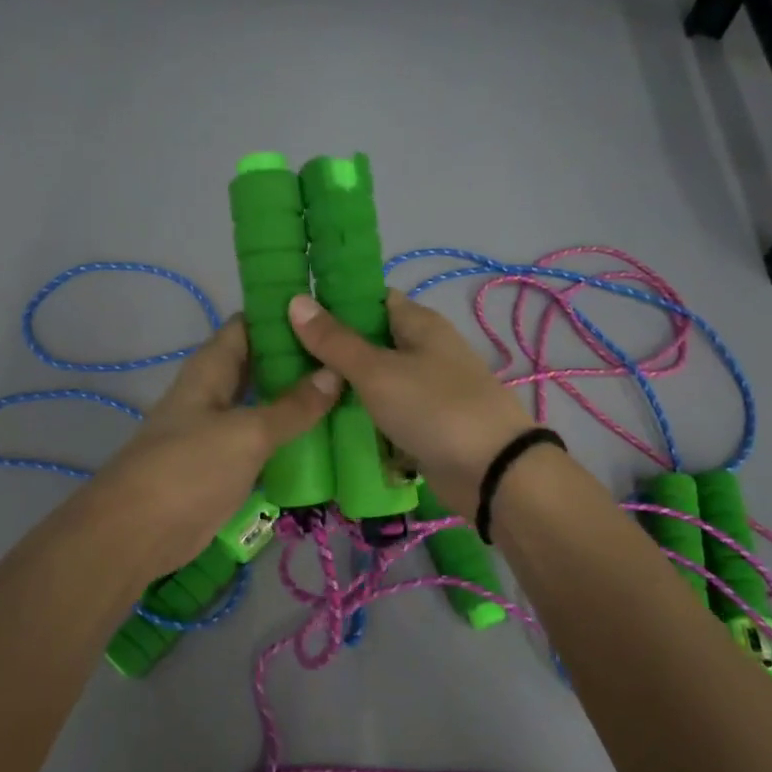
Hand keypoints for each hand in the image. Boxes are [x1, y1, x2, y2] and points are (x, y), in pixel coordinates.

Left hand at [88, 317, 342, 575]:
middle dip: (300, 359)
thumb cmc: (189, 468)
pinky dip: (291, 437)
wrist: (139, 532)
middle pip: (260, 364)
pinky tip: (328, 437)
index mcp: (211, 369)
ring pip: (265, 404)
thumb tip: (335, 373)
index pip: (248, 325)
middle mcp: (215, 392)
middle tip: (355, 354)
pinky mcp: (227, 465)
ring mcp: (220, 430)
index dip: (284, 315)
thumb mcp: (247, 433)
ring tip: (353, 390)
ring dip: (300, 400)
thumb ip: (292, 407)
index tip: (332, 310)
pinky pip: (264, 441)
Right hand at [287, 290, 534, 513]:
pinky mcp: (421, 424)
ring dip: (339, 386)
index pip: (370, 298)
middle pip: (367, 341)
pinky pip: (381, 412)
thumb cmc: (434, 408)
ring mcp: (423, 390)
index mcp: (418, 323)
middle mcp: (422, 351)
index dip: (333, 300)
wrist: (493, 472)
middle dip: (328, 348)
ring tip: (289, 388)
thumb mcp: (377, 371)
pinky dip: (358, 416)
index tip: (290, 310)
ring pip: (372, 380)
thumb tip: (296, 300)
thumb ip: (335, 341)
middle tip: (278, 355)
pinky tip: (321, 422)